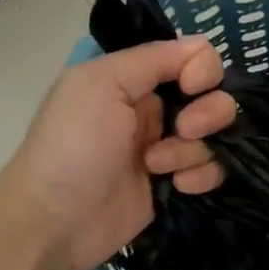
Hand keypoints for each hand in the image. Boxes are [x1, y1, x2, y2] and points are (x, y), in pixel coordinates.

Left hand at [4, 38, 235, 269]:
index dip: (202, 70)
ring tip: (159, 167)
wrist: (55, 221)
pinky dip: (202, 175)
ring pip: (214, 135)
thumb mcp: (100, 85)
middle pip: (212, 96)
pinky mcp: (174, 184)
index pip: (193, 57)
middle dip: (207, 113)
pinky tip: (177, 186)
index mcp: (133, 78)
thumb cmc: (72, 146)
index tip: (192, 87)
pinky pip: (210, 169)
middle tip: (182, 131)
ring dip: (194, 150)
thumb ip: (153, 59)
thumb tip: (202, 47)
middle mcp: (153, 108)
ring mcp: (166, 148)